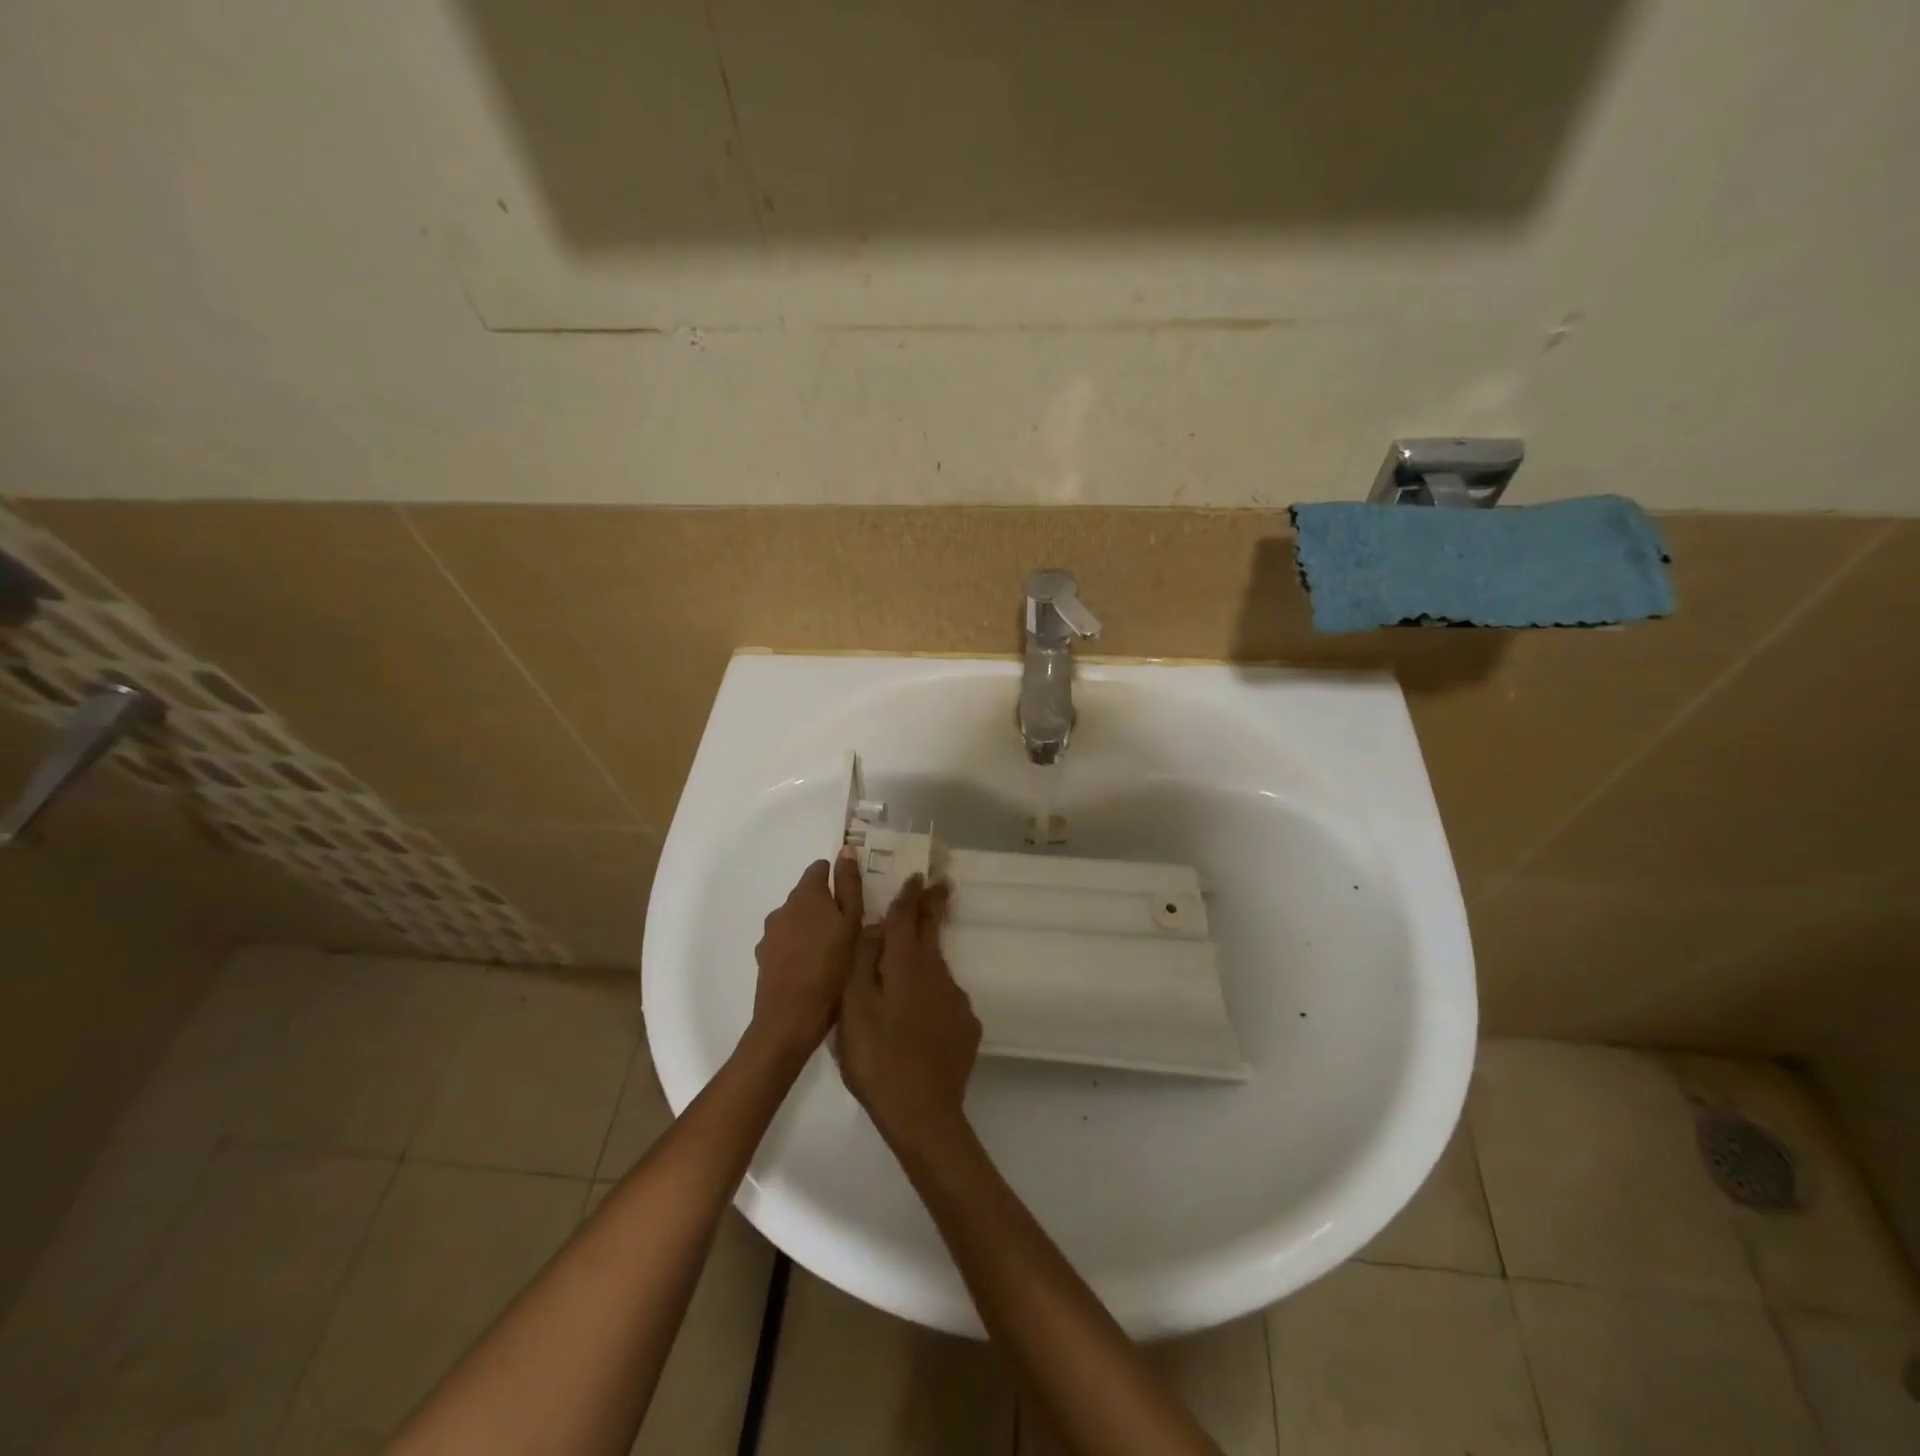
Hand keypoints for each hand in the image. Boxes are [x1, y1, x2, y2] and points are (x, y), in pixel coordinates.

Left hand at [750, 852, 864, 1057]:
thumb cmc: (832, 966)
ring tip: (832, 950)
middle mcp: (783, 907)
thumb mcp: (852, 923)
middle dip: (825, 904)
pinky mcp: (764, 957)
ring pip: (796, 919)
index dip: (837, 878)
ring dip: (811, 927)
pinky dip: (798, 947)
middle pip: (807, 895)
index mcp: (806, 894)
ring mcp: (770, 934)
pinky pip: (786, 942)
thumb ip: (849, 885)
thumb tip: (845, 850)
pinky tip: (812, 967)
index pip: (819, 869)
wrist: (791, 1016)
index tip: (852, 897)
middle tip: (849, 927)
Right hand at [836, 874, 981, 1150]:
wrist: (923, 1113)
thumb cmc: (877, 1058)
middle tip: (942, 884)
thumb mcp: (854, 1007)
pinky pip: (945, 998)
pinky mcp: (966, 1026)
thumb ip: (862, 962)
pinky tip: (922, 1014)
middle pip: (932, 933)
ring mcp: (956, 1000)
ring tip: (914, 959)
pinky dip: (933, 994)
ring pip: (937, 967)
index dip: (910, 896)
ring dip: (928, 954)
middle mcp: (937, 974)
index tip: (918, 876)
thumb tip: (875, 927)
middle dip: (933, 907)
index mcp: (906, 965)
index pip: (907, 919)